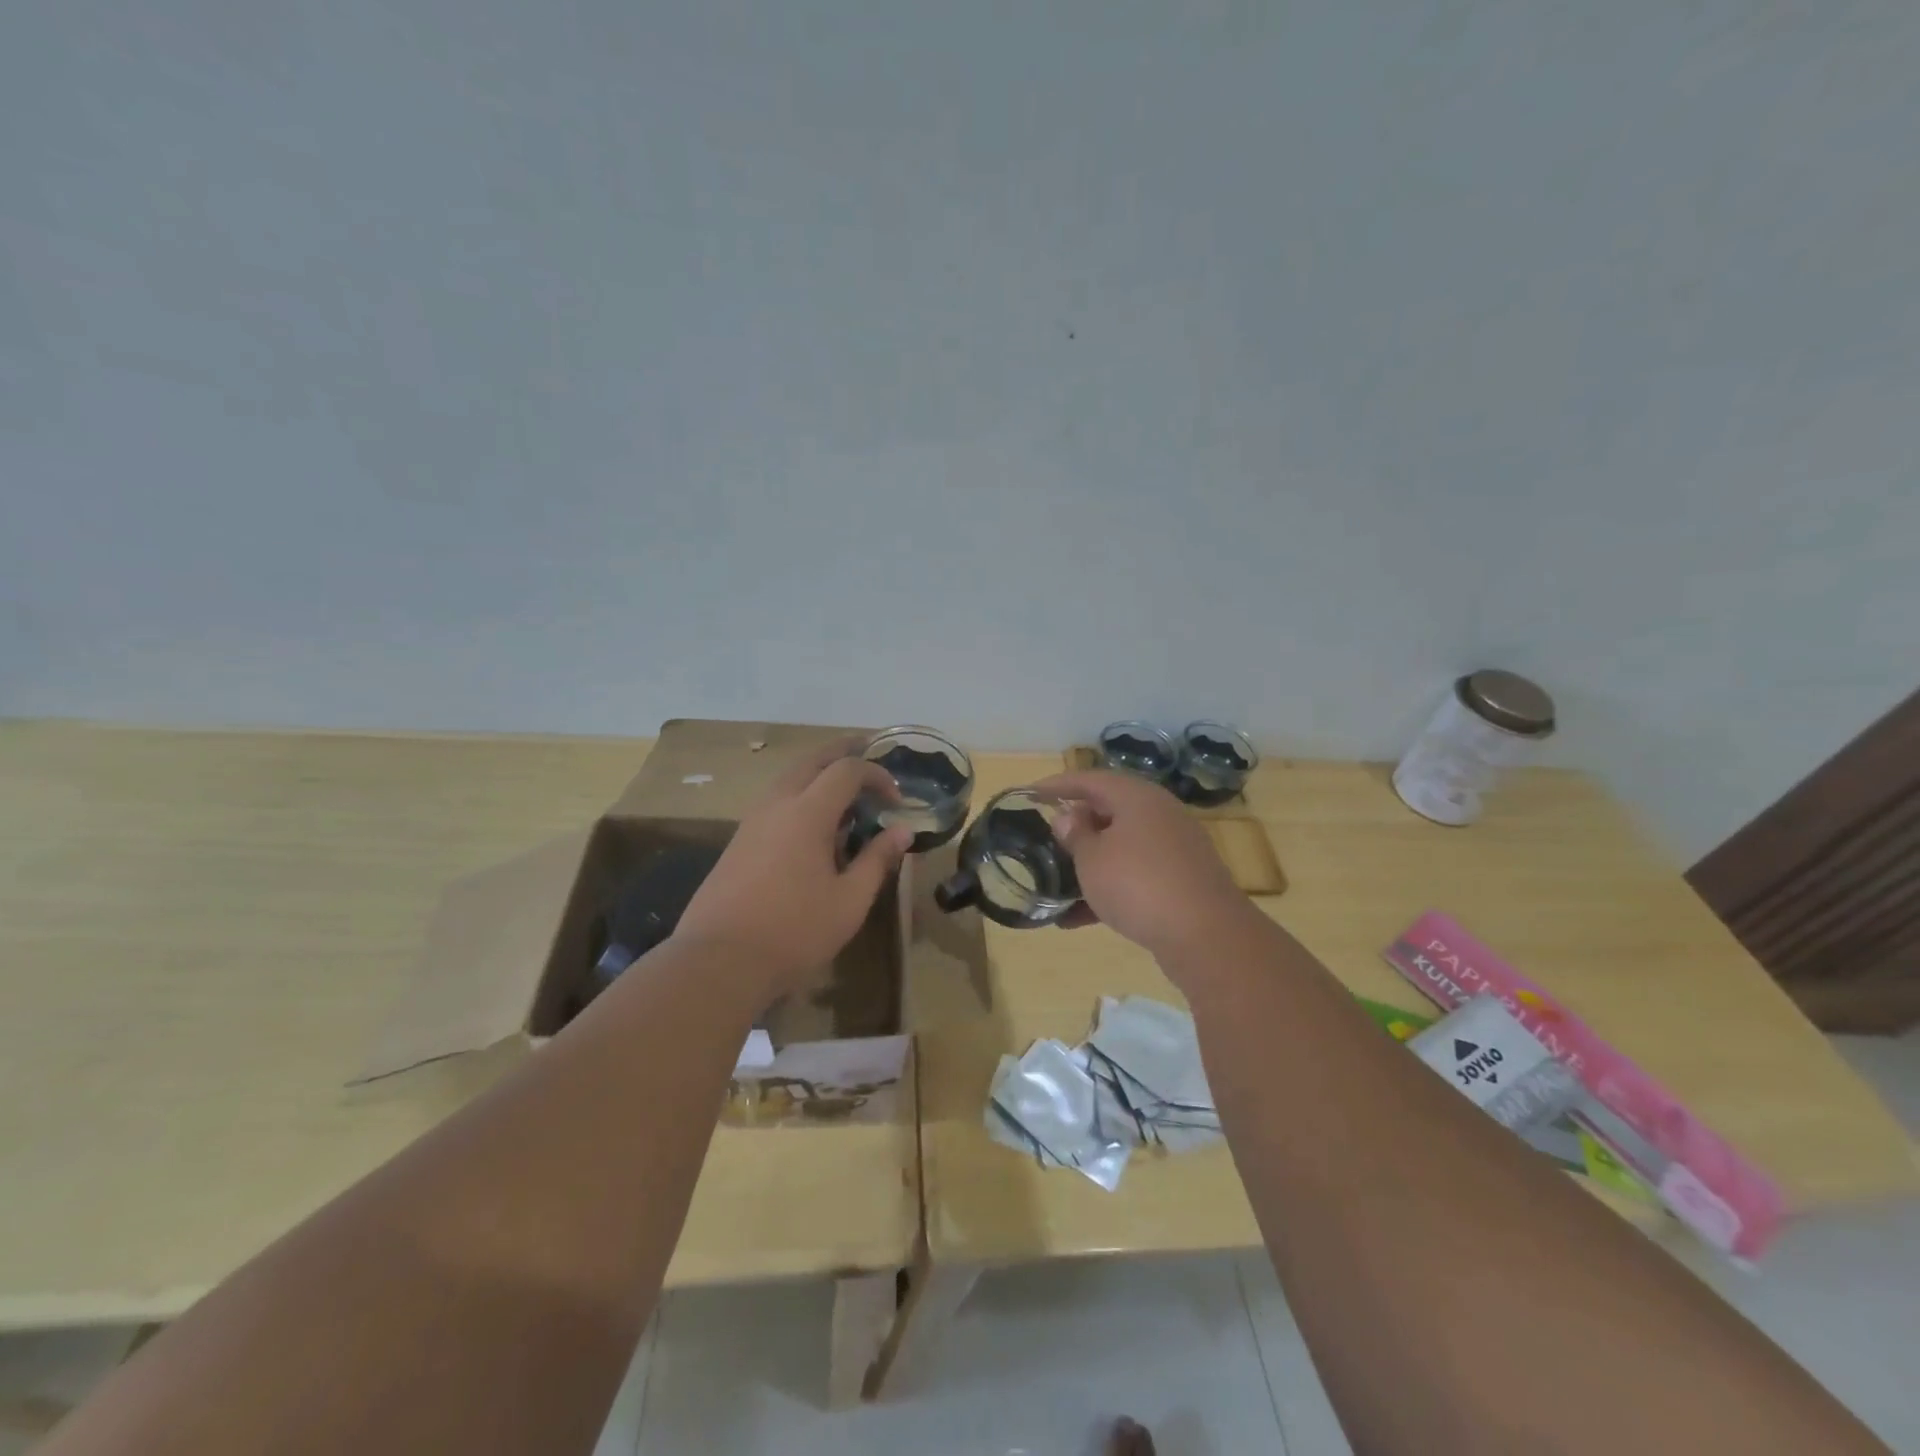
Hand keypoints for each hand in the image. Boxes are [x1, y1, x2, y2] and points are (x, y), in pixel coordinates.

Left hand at [674, 739, 913, 1004]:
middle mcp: (777, 805)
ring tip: (843, 787)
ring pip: (788, 779)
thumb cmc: (794, 931)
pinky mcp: (738, 842)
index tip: (896, 799)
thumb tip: (902, 830)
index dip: (876, 775)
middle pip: (811, 761)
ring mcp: (752, 822)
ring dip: (818, 772)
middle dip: (842, 752)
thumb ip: (877, 859)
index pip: (846, 771)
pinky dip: (800, 794)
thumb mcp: (849, 900)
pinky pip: (775, 801)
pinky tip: (811, 823)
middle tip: (867, 750)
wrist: (718, 961)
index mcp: (807, 813)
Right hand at [1033, 769, 1251, 959]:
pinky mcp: (1181, 881)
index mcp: (1137, 797)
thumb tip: (1069, 816)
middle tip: (1048, 838)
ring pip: (1122, 847)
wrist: (1206, 935)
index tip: (1029, 794)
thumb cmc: (1138, 884)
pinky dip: (1108, 890)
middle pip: (1109, 810)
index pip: (1089, 780)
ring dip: (1090, 863)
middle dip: (1077, 826)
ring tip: (1058, 882)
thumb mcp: (1093, 858)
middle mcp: (1159, 814)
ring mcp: (1174, 849)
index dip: (1057, 785)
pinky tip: (1078, 919)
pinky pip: (1135, 876)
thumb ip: (1075, 834)